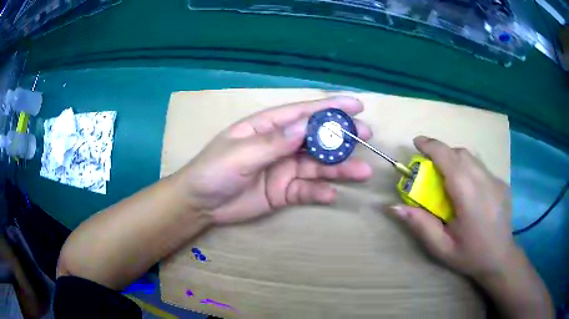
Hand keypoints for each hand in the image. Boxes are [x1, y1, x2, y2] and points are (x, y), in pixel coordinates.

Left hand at [176, 97, 373, 223]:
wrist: (200, 204)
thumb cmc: (213, 171)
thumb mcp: (239, 154)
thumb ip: (272, 143)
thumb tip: (304, 127)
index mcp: (267, 127)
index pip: (303, 112)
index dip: (330, 107)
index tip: (357, 105)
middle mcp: (280, 144)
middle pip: (317, 138)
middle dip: (341, 136)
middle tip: (366, 136)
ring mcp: (284, 168)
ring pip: (317, 166)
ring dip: (339, 168)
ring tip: (362, 172)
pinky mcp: (284, 191)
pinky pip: (307, 190)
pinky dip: (320, 192)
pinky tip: (330, 195)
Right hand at [390, 136, 515, 280]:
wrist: (500, 258)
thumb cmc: (469, 255)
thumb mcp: (441, 247)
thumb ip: (420, 225)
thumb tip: (394, 207)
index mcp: (469, 195)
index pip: (449, 159)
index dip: (431, 146)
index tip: (417, 142)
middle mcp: (484, 181)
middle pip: (460, 153)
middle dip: (442, 153)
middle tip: (430, 168)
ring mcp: (496, 180)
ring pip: (472, 158)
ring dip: (455, 159)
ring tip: (448, 178)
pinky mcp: (502, 183)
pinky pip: (481, 168)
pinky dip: (468, 169)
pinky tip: (468, 191)